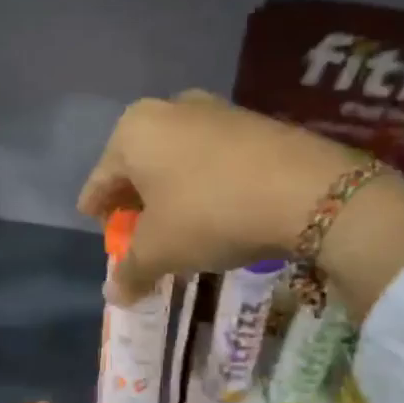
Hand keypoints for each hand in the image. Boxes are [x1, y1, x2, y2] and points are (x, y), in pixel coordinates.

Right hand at [78, 92, 403, 320]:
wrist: (306, 190)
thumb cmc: (211, 213)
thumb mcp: (162, 250)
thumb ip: (131, 270)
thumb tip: (114, 294)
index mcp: (134, 130)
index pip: (101, 178)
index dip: (96, 208)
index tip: (97, 226)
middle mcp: (170, 109)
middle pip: (139, 163)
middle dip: (136, 199)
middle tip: (137, 230)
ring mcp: (215, 110)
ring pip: (177, 158)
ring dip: (172, 190)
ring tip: (179, 223)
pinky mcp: (254, 121)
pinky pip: (213, 157)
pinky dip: (205, 182)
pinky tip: (218, 208)